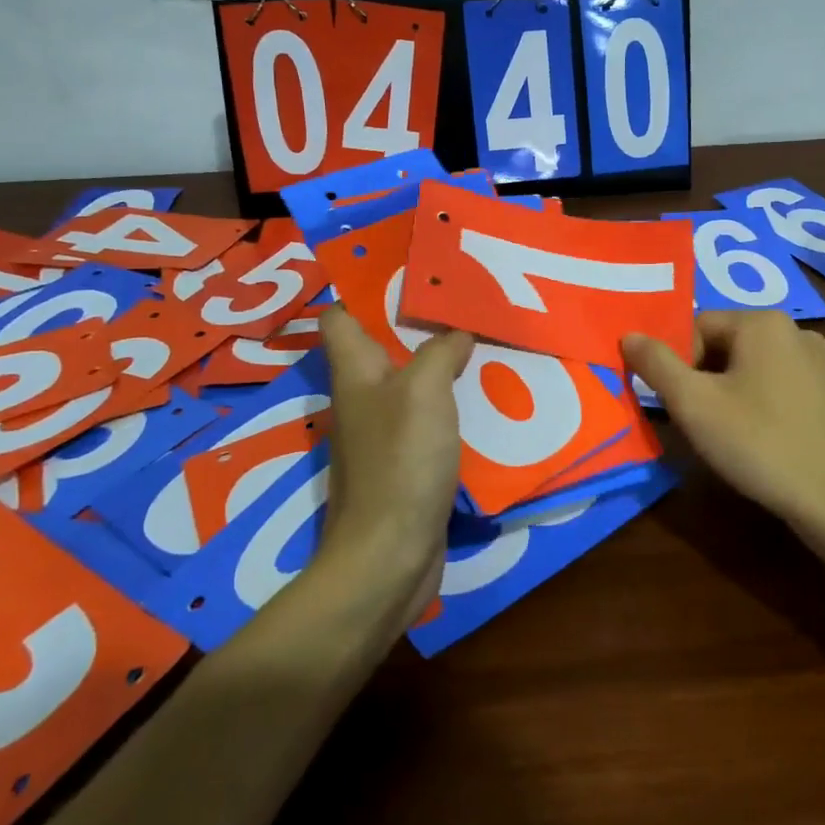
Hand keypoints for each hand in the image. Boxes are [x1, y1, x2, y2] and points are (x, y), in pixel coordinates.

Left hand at [315, 306, 474, 622]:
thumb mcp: (424, 390)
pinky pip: (427, 416)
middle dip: (418, 320)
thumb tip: (457, 332)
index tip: (408, 270)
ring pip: (409, 380)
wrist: (390, 554)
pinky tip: (484, 395)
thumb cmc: (401, 460)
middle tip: (463, 299)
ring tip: (481, 338)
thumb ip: (440, 351)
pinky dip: (450, 401)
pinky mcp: (404, 461)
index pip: (340, 315)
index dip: (363, 288)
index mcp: (354, 371)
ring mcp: (382, 431)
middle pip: (381, 344)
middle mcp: (362, 396)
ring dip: (439, 361)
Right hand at [622, 311, 824, 541]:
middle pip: (723, 344)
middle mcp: (795, 330)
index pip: (696, 327)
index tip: (677, 403)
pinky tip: (757, 438)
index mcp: (763, 322)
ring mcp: (819, 362)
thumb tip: (628, 335)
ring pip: (749, 366)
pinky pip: (776, 384)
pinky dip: (756, 403)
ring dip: (726, 392)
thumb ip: (656, 364)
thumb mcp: (693, 404)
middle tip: (696, 420)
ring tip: (725, 434)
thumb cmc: (758, 443)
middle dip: (701, 378)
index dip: (677, 364)